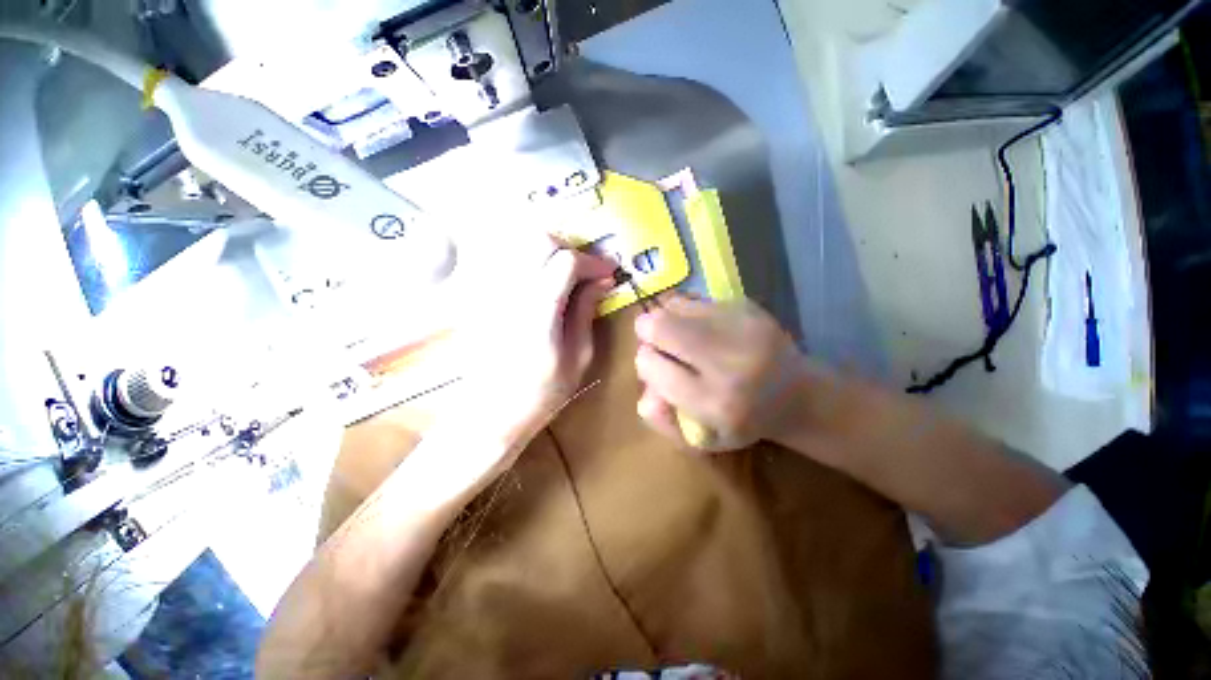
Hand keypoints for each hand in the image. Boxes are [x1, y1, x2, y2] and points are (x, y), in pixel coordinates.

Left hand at [462, 240, 615, 428]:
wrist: (490, 413)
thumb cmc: (541, 393)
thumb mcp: (578, 358)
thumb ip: (586, 312)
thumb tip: (601, 280)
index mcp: (538, 311)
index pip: (566, 262)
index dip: (593, 261)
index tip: (610, 272)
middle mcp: (511, 292)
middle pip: (540, 241)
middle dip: (570, 249)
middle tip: (586, 271)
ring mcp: (492, 292)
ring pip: (521, 245)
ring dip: (550, 252)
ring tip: (566, 275)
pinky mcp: (484, 297)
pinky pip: (508, 261)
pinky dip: (531, 261)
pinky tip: (542, 283)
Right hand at [634, 295, 807, 451]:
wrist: (798, 395)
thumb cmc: (743, 422)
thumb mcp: (700, 440)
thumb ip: (663, 420)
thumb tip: (644, 392)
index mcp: (713, 402)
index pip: (649, 364)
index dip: (646, 363)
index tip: (658, 368)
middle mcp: (727, 361)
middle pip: (658, 325)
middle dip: (647, 333)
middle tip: (660, 344)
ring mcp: (740, 327)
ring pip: (673, 306)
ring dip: (667, 319)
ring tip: (681, 336)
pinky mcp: (748, 307)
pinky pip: (695, 298)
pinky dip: (687, 311)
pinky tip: (700, 327)